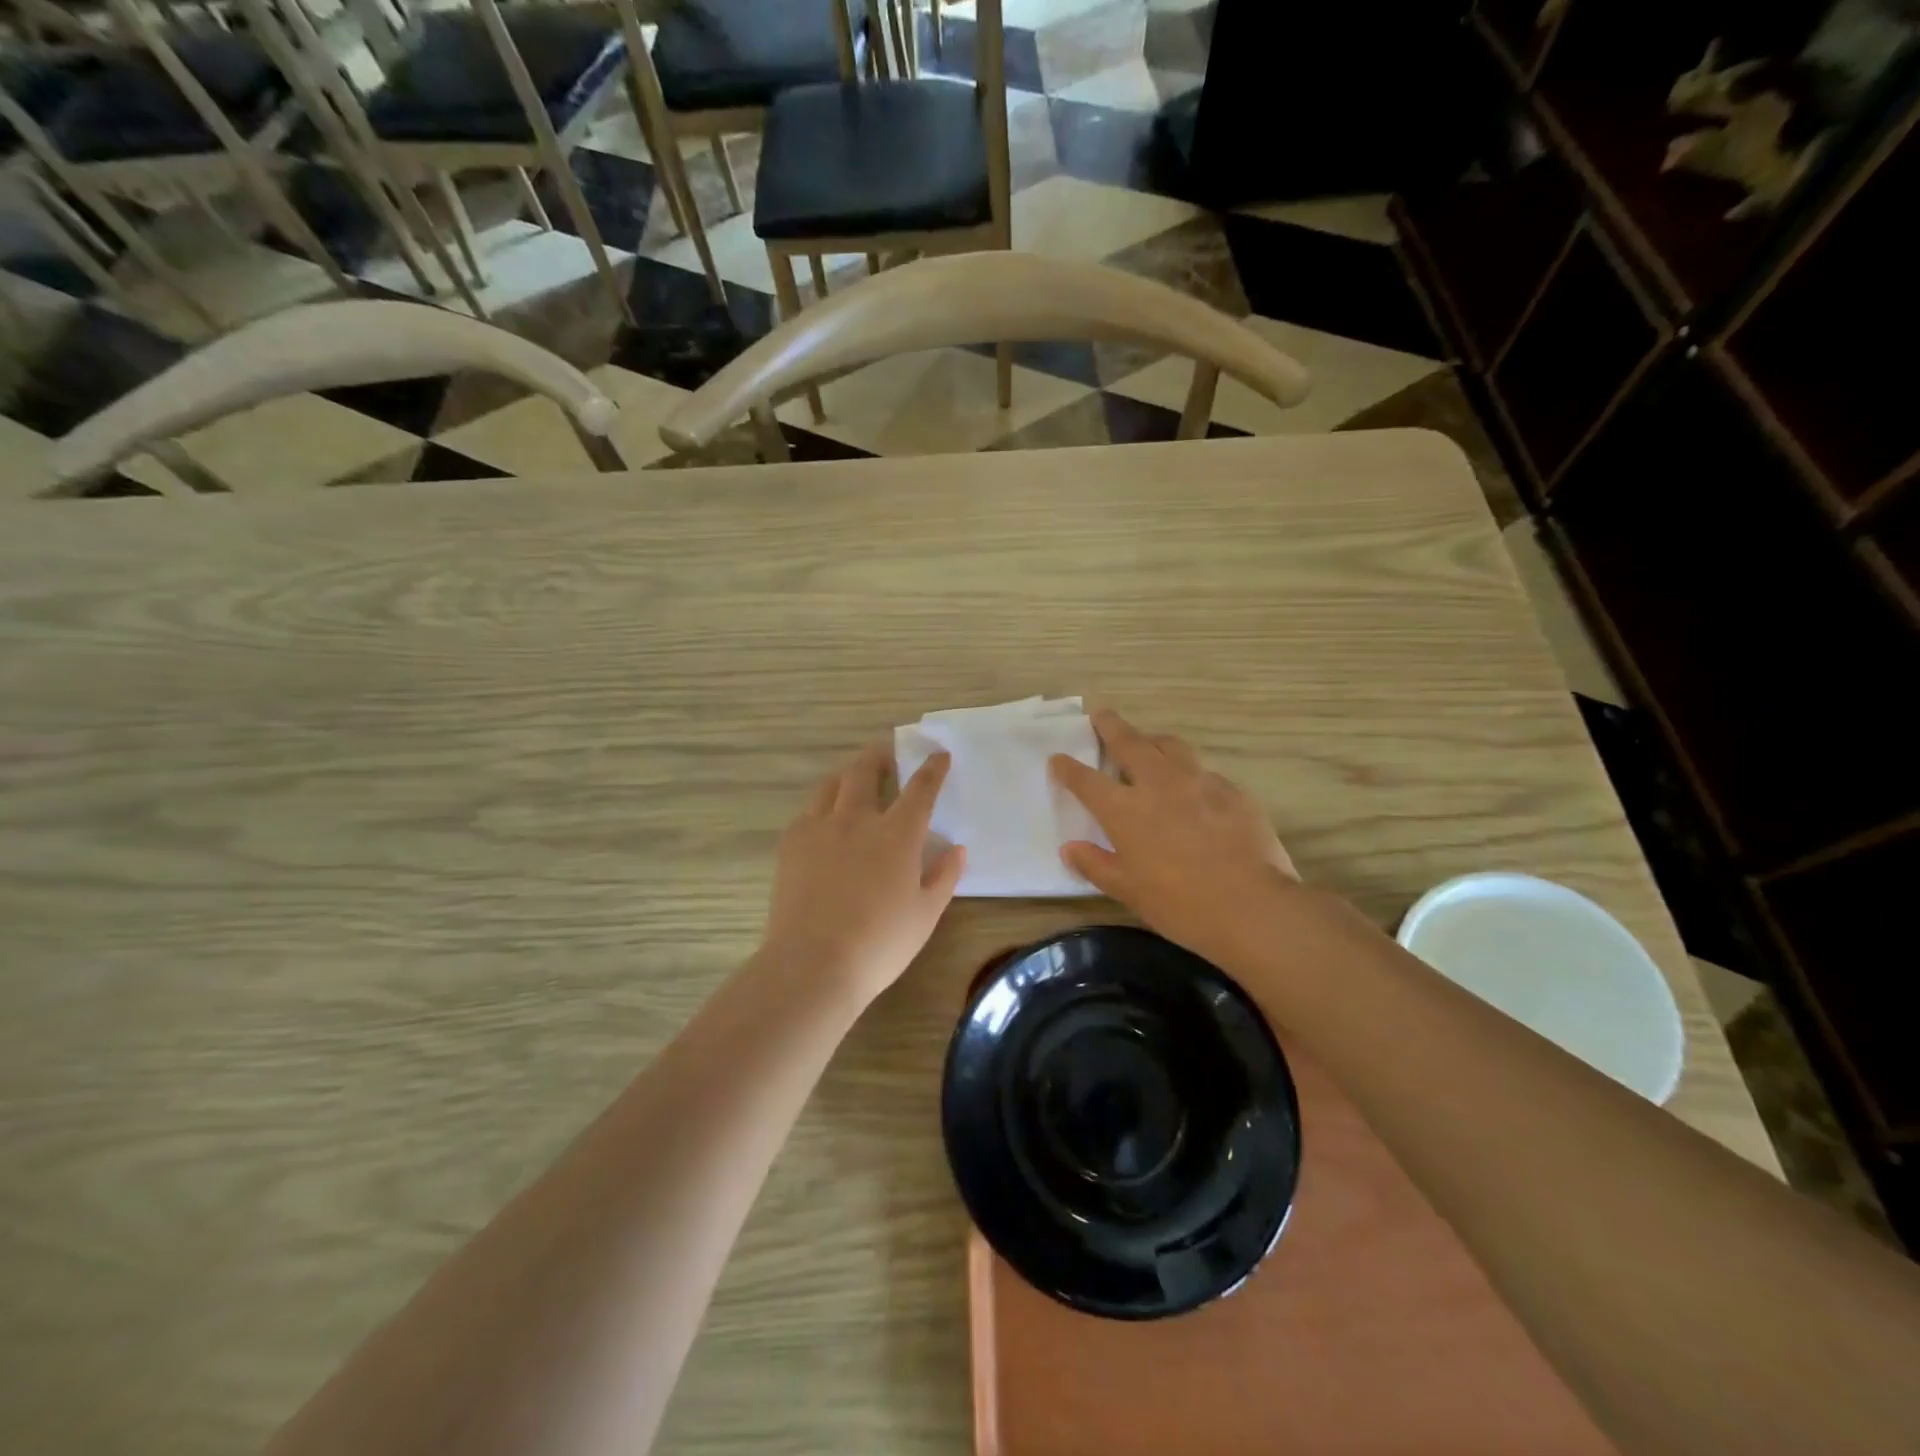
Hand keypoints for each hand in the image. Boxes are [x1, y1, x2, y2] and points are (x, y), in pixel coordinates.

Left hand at [759, 744, 965, 1009]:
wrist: (812, 964)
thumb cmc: (879, 944)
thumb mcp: (925, 915)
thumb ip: (944, 877)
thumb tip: (958, 849)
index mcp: (897, 834)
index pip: (920, 789)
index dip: (932, 769)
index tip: (938, 755)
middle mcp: (857, 819)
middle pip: (866, 770)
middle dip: (880, 755)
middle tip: (887, 752)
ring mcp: (819, 828)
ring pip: (832, 784)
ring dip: (848, 774)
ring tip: (853, 778)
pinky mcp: (791, 844)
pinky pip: (808, 811)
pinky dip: (822, 805)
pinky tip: (824, 818)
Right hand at [1050, 709, 1299, 972]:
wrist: (1251, 906)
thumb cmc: (1179, 905)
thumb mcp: (1128, 892)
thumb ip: (1096, 865)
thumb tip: (1070, 849)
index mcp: (1124, 810)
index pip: (1086, 780)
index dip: (1068, 768)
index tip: (1057, 758)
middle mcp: (1158, 784)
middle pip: (1129, 742)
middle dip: (1111, 726)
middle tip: (1101, 713)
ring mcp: (1199, 782)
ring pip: (1171, 746)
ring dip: (1153, 739)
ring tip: (1148, 741)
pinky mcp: (1233, 791)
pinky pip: (1205, 771)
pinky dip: (1190, 771)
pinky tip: (1195, 786)